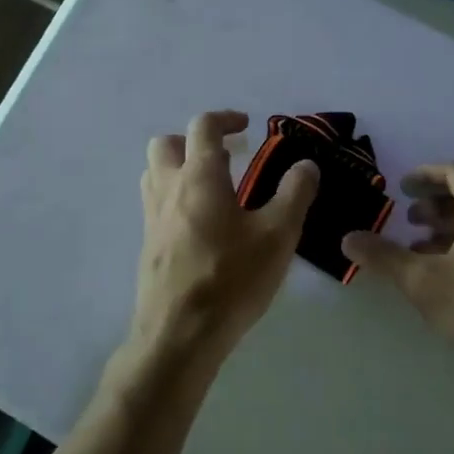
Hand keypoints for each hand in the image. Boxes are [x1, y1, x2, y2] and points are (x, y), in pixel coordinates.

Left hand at [130, 110, 319, 365]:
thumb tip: (306, 164)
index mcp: (199, 176)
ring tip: (213, 187)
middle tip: (225, 156)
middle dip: (193, 140)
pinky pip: (155, 205)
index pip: (203, 126)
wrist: (179, 335)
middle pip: (166, 144)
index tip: (247, 126)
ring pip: (154, 174)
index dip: (225, 118)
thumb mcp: (278, 235)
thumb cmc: (231, 278)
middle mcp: (168, 189)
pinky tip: (202, 226)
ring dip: (179, 168)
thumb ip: (294, 193)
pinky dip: (175, 198)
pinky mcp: (148, 247)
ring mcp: (152, 219)